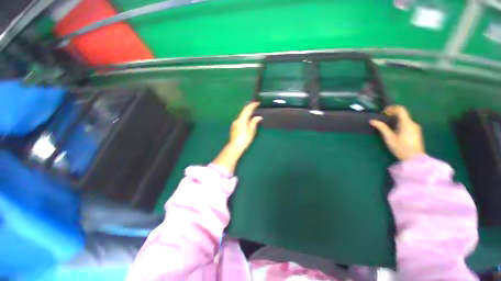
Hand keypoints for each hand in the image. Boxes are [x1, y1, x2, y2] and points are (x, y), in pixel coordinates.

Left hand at [228, 102, 262, 152]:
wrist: (235, 146)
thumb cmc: (244, 139)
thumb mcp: (251, 131)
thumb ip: (254, 122)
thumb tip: (258, 117)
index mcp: (242, 120)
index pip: (247, 110)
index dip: (252, 105)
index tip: (257, 103)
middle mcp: (237, 120)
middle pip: (243, 112)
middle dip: (249, 108)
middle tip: (255, 106)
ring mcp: (235, 124)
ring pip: (241, 116)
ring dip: (247, 113)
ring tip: (253, 112)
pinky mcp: (234, 127)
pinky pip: (240, 119)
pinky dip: (244, 118)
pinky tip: (247, 120)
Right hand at [370, 105, 424, 160]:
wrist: (415, 159)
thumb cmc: (401, 148)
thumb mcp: (389, 138)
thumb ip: (382, 128)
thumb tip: (372, 120)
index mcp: (407, 123)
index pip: (400, 109)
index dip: (391, 108)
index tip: (383, 113)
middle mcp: (413, 123)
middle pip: (403, 114)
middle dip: (392, 114)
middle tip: (383, 120)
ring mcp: (416, 127)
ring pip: (405, 119)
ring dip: (396, 119)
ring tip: (388, 126)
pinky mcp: (416, 132)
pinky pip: (407, 123)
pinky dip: (400, 123)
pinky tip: (395, 131)